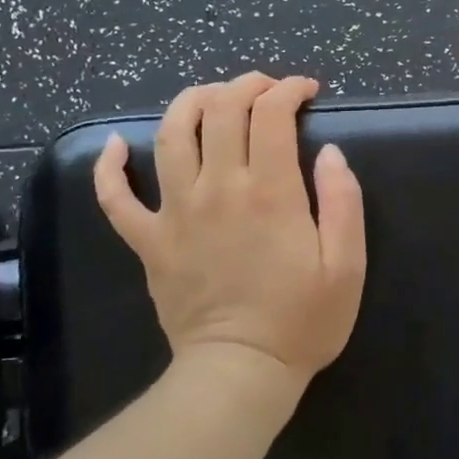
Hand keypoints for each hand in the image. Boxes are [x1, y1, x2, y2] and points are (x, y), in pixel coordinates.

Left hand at [93, 72, 366, 392]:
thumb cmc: (302, 321)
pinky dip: (111, 166)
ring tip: (211, 96)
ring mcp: (176, 212)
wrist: (240, 373)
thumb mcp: (348, 265)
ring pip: (169, 134)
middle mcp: (218, 188)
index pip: (271, 113)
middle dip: (246, 84)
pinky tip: (118, 146)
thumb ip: (343, 200)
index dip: (289, 89)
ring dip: (190, 102)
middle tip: (266, 89)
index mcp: (270, 191)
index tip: (306, 91)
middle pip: (220, 109)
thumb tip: (330, 152)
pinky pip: (115, 196)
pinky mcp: (149, 240)